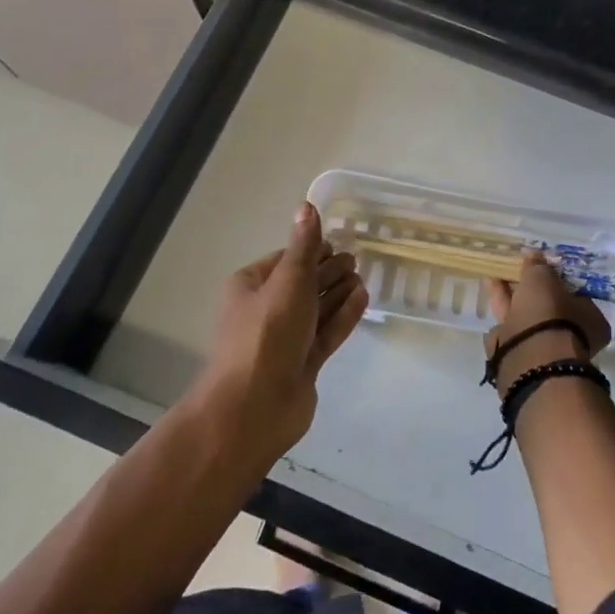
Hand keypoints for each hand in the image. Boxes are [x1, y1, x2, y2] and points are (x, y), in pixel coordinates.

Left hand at [191, 202, 368, 469]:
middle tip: (357, 260)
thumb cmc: (267, 333)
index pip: (285, 260)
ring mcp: (284, 340)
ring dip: (338, 293)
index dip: (311, 250)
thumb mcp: (288, 281)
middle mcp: (265, 311)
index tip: (339, 242)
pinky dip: (343, 317)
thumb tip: (306, 206)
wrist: (253, 407)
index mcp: (250, 286)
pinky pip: (326, 333)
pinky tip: (363, 299)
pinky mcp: (302, 364)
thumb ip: (303, 246)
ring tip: (364, 277)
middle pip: (302, 284)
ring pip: (316, 310)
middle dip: (328, 271)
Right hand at [484, 251, 611, 396]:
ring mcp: (546, 349)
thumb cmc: (549, 314)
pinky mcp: (522, 356)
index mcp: (591, 320)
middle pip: (549, 306)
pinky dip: (502, 309)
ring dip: (511, 295)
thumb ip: (539, 266)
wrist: (529, 358)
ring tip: (495, 274)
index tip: (541, 266)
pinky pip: (511, 327)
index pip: (576, 293)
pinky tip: (491, 291)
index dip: (558, 278)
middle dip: (531, 287)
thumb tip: (534, 254)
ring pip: (527, 316)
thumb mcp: (543, 279)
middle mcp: (572, 336)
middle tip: (516, 268)